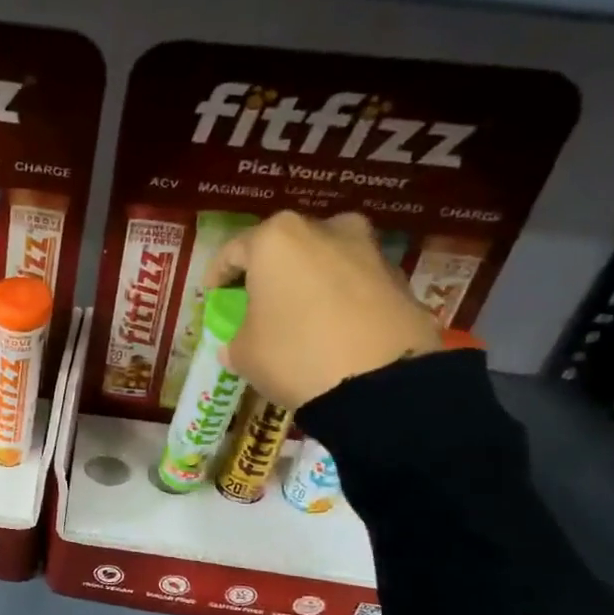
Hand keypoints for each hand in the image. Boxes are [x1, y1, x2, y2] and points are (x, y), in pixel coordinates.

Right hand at [214, 211, 441, 408]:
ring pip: (326, 260)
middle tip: (260, 300)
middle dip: (271, 271)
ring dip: (311, 280)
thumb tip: (236, 344)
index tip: (214, 294)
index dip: (218, 275)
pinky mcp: (400, 278)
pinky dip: (343, 297)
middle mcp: (324, 230)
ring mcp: (368, 251)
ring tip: (303, 313)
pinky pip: (357, 283)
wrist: (381, 383)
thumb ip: (235, 340)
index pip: (233, 251)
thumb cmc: (294, 355)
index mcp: (276, 240)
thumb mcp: (245, 354)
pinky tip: (336, 327)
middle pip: (286, 247)